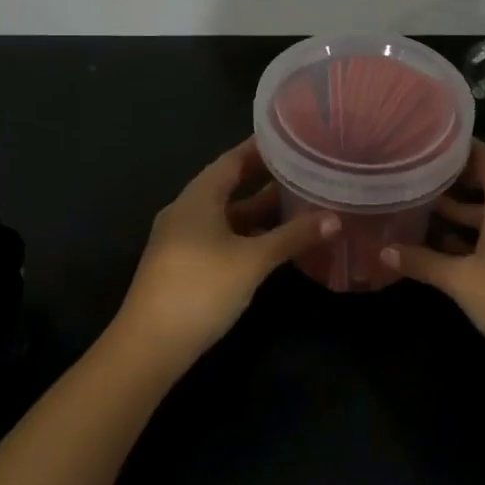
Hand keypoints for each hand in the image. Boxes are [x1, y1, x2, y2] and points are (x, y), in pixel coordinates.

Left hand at [117, 138, 338, 364]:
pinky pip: (221, 237)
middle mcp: (187, 210)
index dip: (261, 148)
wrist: (149, 345)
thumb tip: (335, 218)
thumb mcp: (253, 261)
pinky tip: (273, 243)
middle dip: (266, 180)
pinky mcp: (184, 265)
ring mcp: (182, 239)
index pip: (232, 159)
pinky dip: (247, 234)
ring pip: (226, 215)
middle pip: (229, 186)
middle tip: (304, 170)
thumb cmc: (201, 288)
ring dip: (259, 211)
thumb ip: (293, 237)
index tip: (293, 139)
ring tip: (298, 203)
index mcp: (197, 197)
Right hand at [381, 141, 484, 376]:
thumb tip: (383, 251)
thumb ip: (423, 262)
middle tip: (420, 173)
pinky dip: (474, 235)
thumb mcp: (461, 279)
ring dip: (463, 211)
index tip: (432, 142)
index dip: (463, 148)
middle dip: (456, 180)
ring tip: (424, 207)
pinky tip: (445, 246)